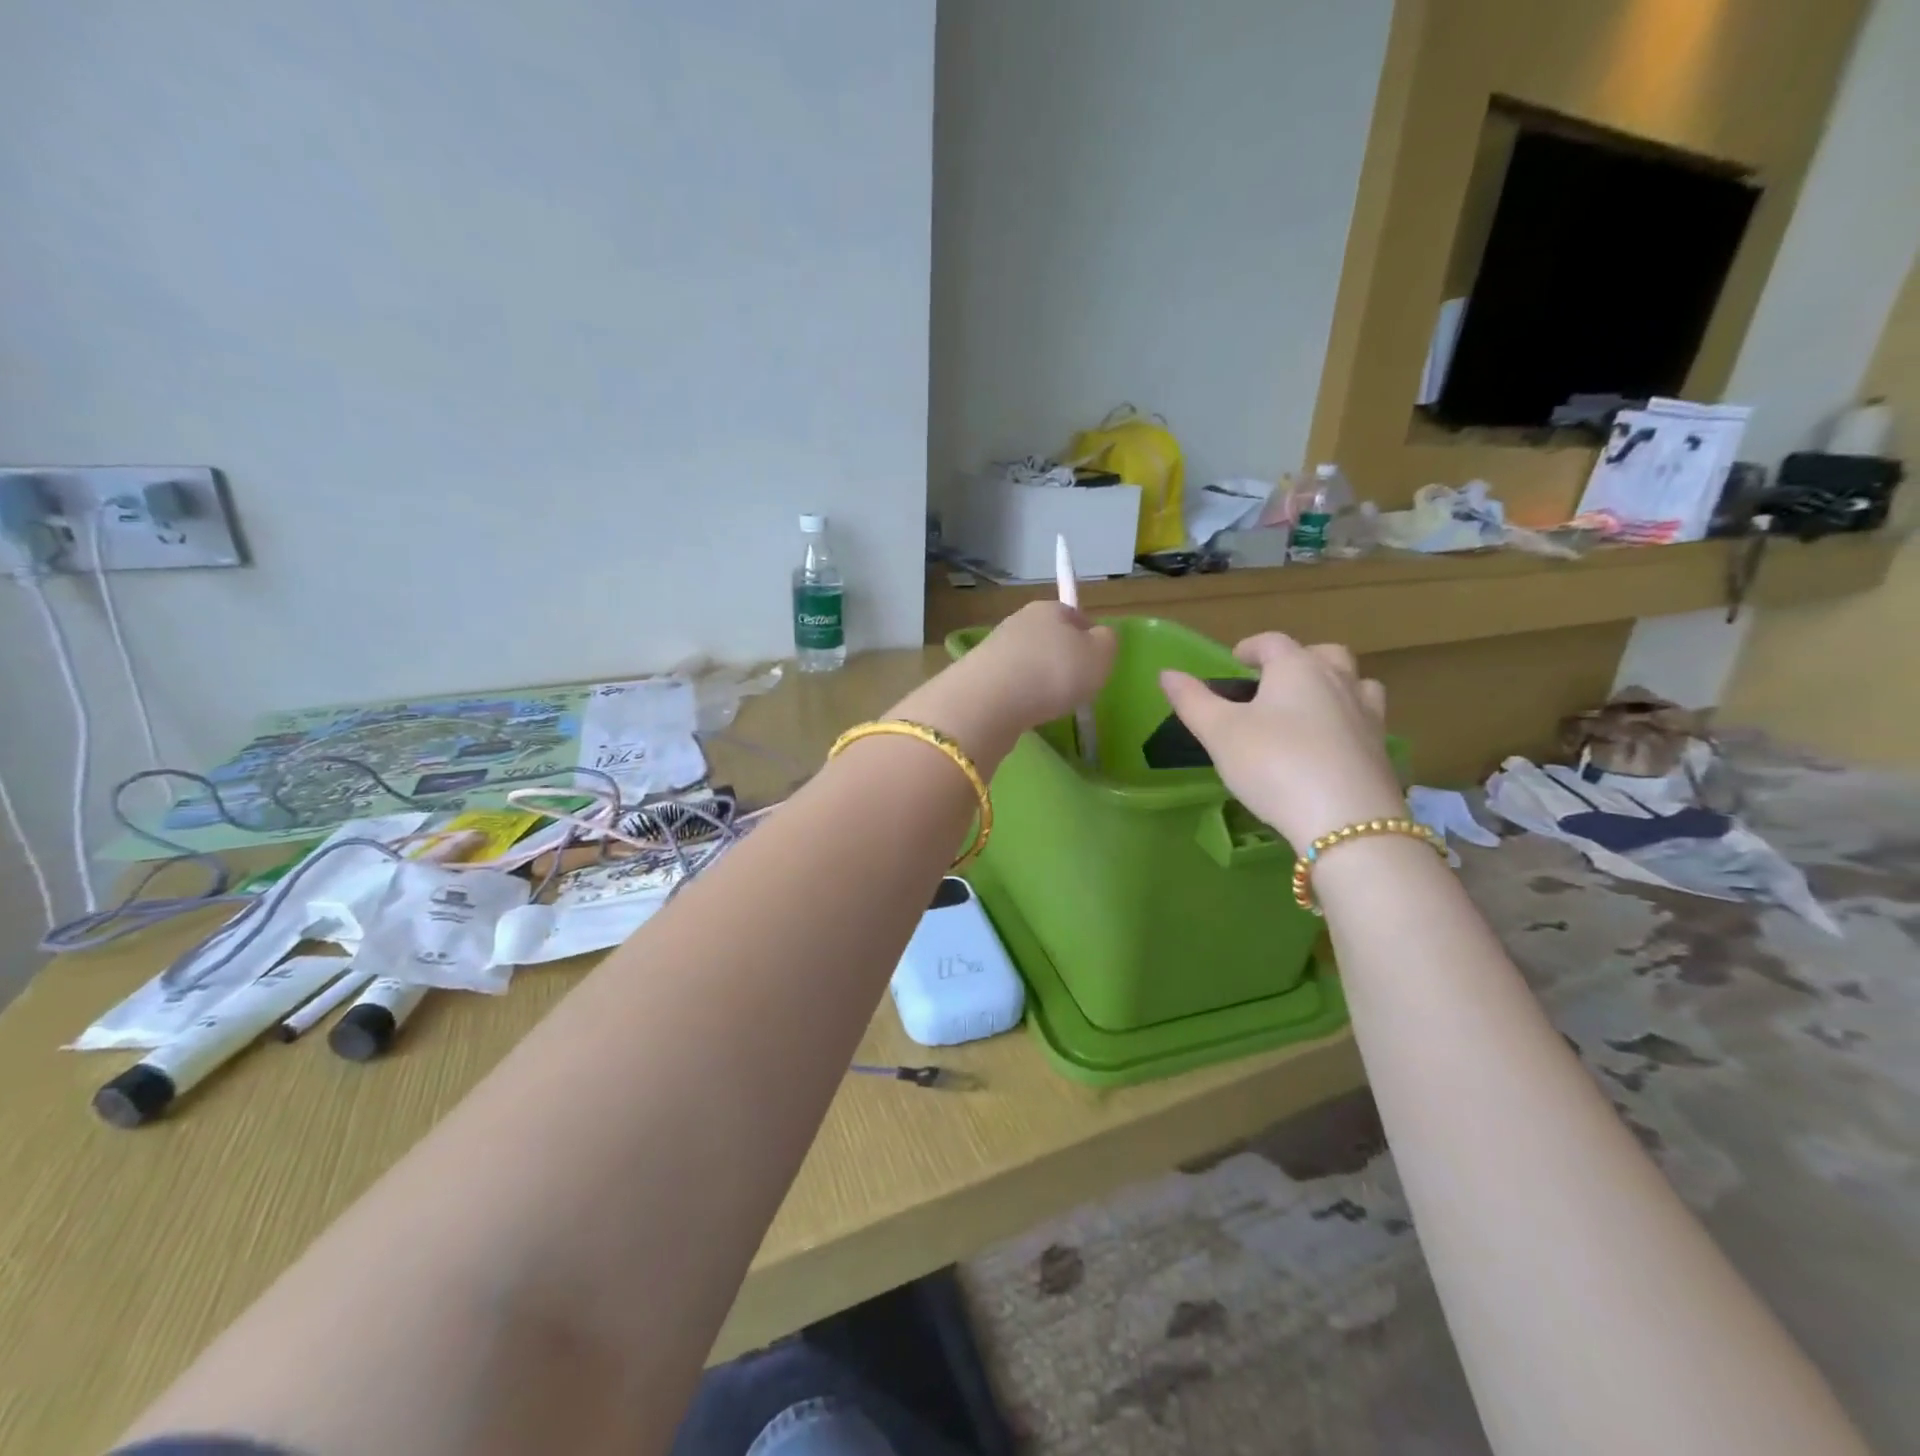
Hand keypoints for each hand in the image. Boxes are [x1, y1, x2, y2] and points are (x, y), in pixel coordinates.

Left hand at [964, 600, 1117, 728]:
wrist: (990, 701)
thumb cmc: (1054, 672)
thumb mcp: (1100, 655)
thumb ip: (1107, 642)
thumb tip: (1099, 636)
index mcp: (1049, 609)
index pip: (1075, 615)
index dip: (1088, 637)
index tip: (1094, 663)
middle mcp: (1018, 622)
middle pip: (1048, 638)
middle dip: (1061, 660)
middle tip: (1074, 686)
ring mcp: (995, 649)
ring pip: (1027, 661)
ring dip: (1038, 679)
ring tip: (1049, 703)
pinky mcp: (979, 676)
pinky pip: (1010, 683)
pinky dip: (1020, 695)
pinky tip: (1025, 710)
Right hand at [1160, 634, 1403, 847]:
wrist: (1346, 821)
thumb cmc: (1274, 764)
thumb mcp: (1220, 734)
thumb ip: (1192, 701)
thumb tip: (1167, 673)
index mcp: (1297, 669)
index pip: (1273, 642)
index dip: (1251, 647)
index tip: (1236, 660)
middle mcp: (1338, 682)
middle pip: (1325, 654)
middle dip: (1300, 659)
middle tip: (1276, 681)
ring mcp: (1367, 716)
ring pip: (1357, 685)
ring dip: (1334, 686)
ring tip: (1310, 709)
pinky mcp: (1381, 751)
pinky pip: (1366, 722)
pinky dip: (1348, 723)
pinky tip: (1330, 747)